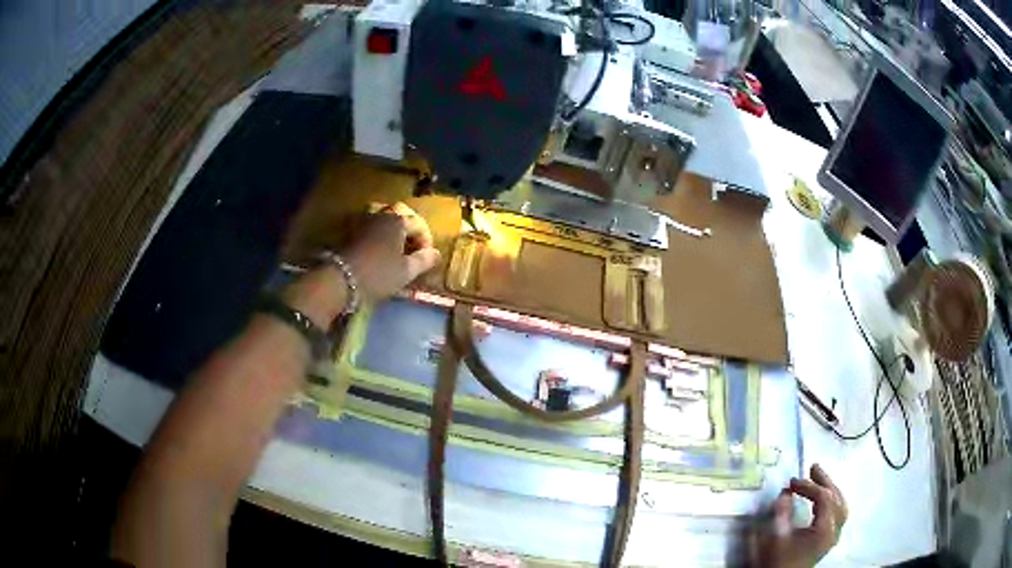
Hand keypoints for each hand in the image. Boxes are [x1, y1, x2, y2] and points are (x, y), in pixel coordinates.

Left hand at [341, 202, 440, 300]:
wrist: (340, 279)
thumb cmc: (379, 274)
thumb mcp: (406, 271)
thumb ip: (423, 260)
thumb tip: (436, 254)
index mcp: (398, 220)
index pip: (419, 226)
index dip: (426, 242)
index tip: (427, 260)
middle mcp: (382, 214)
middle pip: (401, 214)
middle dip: (410, 229)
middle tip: (413, 247)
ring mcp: (364, 221)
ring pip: (383, 218)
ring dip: (392, 229)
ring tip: (396, 248)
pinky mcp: (351, 231)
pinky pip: (371, 226)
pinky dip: (378, 234)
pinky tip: (379, 250)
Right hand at [753, 464, 847, 567]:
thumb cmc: (778, 561)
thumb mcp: (776, 537)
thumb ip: (782, 513)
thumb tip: (785, 492)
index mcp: (826, 528)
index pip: (824, 497)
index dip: (808, 486)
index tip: (790, 482)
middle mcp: (835, 530)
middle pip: (836, 498)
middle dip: (824, 481)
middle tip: (812, 467)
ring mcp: (833, 536)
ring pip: (840, 505)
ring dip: (830, 490)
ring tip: (818, 479)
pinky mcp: (828, 540)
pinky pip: (838, 513)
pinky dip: (831, 501)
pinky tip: (823, 499)